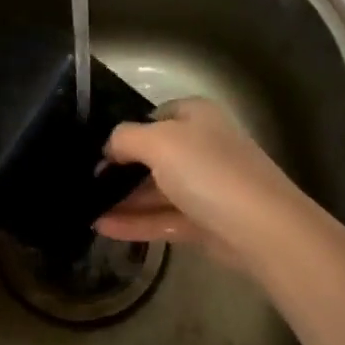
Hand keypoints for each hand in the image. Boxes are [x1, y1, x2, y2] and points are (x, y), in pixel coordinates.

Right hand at [93, 97, 316, 276]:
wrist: (262, 228)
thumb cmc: (208, 171)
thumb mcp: (159, 142)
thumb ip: (126, 138)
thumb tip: (108, 147)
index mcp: (196, 116)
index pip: (154, 116)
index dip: (125, 131)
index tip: (94, 149)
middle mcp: (203, 146)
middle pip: (154, 155)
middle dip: (120, 169)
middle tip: (83, 181)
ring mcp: (205, 186)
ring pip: (157, 190)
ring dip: (123, 199)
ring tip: (84, 207)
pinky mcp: (205, 222)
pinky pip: (163, 218)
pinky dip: (135, 222)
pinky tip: (102, 227)